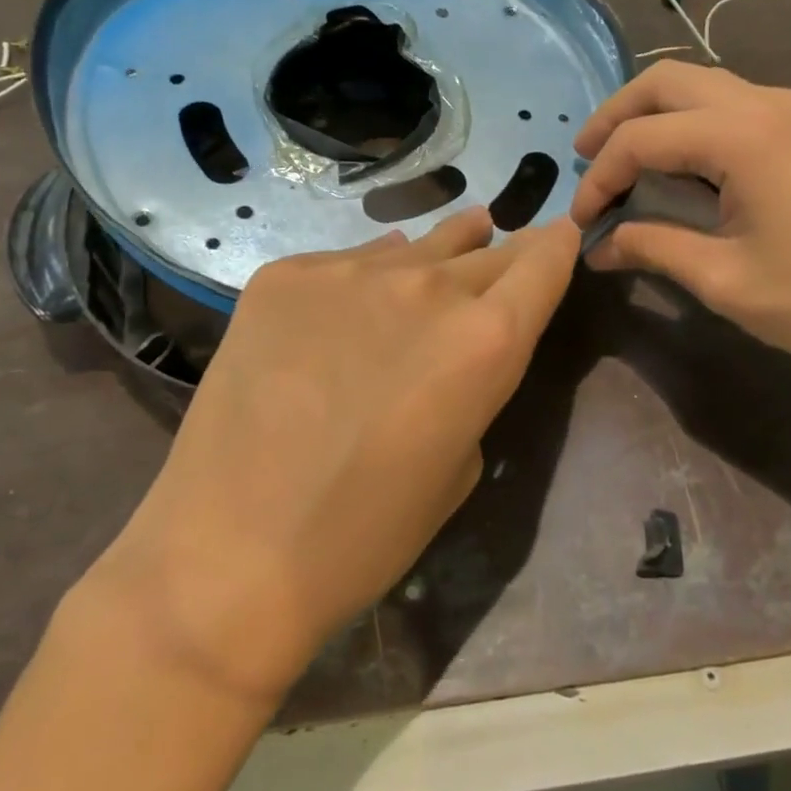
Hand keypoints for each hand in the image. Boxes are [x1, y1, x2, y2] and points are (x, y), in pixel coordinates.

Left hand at [89, 208, 579, 701]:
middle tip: (501, 258)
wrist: (231, 552)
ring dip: (439, 252)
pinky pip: (347, 263)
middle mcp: (427, 287)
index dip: (557, 247)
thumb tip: (458, 340)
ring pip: (417, 245)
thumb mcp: (459, 467)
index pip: (544, 261)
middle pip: (486, 249)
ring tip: (446, 250)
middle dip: (501, 255)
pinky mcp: (285, 275)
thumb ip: (473, 387)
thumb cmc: (364, 535)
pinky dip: (364, 278)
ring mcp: (349, 272)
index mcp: (485, 340)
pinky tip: (349, 308)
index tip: (559, 237)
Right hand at [570, 62, 790, 412]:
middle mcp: (766, 103)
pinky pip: (730, 104)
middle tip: (585, 159)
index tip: (581, 222)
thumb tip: (596, 248)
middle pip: (667, 81)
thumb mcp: (723, 279)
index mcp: (743, 135)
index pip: (642, 138)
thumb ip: (650, 248)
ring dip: (653, 114)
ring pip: (700, 85)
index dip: (599, 177)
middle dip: (615, 116)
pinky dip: (689, 123)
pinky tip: (678, 166)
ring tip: (622, 160)